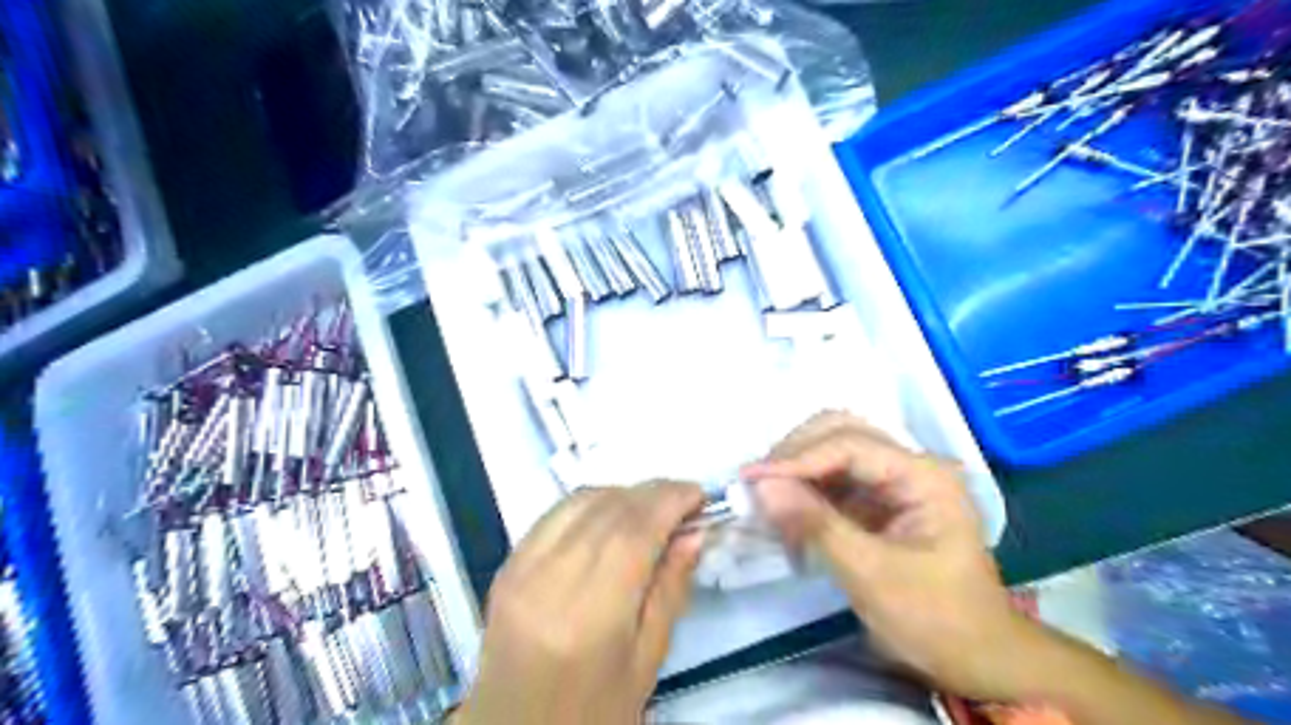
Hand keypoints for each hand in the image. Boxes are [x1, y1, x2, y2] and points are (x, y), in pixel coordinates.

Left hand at [452, 483, 703, 723]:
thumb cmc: (593, 711)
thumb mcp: (647, 660)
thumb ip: (671, 590)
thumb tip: (694, 533)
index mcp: (589, 616)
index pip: (634, 532)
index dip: (670, 502)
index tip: (699, 495)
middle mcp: (549, 581)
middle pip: (608, 510)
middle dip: (653, 494)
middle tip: (684, 500)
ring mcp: (521, 569)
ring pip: (580, 502)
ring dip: (623, 494)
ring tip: (652, 508)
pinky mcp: (507, 565)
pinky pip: (555, 513)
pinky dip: (591, 503)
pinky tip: (611, 516)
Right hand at [742, 414, 1035, 702]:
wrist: (974, 659)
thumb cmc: (934, 618)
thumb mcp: (872, 574)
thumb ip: (816, 525)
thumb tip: (762, 486)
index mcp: (923, 475)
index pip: (850, 445)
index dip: (798, 457)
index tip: (752, 478)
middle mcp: (909, 465)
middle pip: (841, 432)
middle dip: (796, 453)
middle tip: (757, 483)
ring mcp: (894, 480)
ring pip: (833, 451)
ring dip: (797, 469)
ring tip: (767, 497)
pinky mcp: (878, 499)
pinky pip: (833, 479)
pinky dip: (806, 489)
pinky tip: (786, 510)